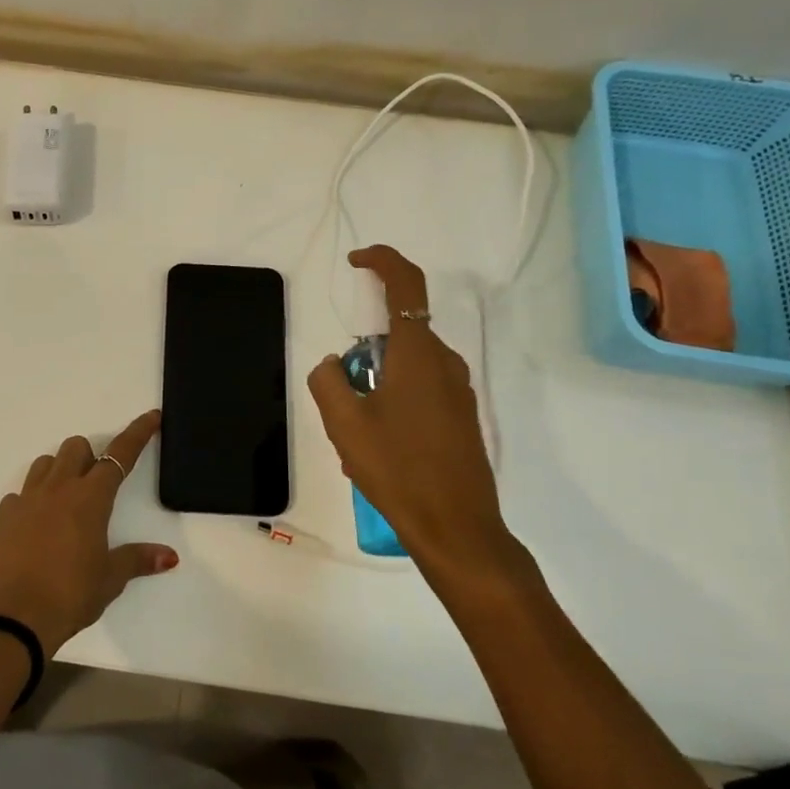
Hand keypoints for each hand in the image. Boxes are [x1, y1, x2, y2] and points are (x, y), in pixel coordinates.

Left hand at [0, 409, 176, 654]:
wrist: (12, 617)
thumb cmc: (70, 595)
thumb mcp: (110, 579)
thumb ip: (137, 560)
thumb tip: (169, 556)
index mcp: (90, 498)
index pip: (120, 455)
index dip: (138, 434)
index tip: (151, 417)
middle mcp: (58, 489)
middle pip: (76, 448)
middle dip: (90, 456)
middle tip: (98, 487)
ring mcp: (27, 500)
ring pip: (45, 463)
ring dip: (60, 470)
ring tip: (67, 502)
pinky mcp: (4, 517)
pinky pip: (21, 493)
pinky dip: (33, 499)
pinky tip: (38, 524)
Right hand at [307, 246, 538, 599]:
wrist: (456, 526)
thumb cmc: (397, 469)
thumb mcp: (344, 424)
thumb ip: (327, 381)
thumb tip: (332, 364)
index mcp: (417, 354)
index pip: (405, 285)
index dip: (382, 261)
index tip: (356, 262)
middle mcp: (444, 363)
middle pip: (399, 332)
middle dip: (365, 351)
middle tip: (342, 394)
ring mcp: (458, 391)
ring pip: (408, 365)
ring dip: (377, 383)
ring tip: (356, 435)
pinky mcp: (462, 416)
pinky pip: (421, 390)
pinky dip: (394, 401)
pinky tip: (379, 448)